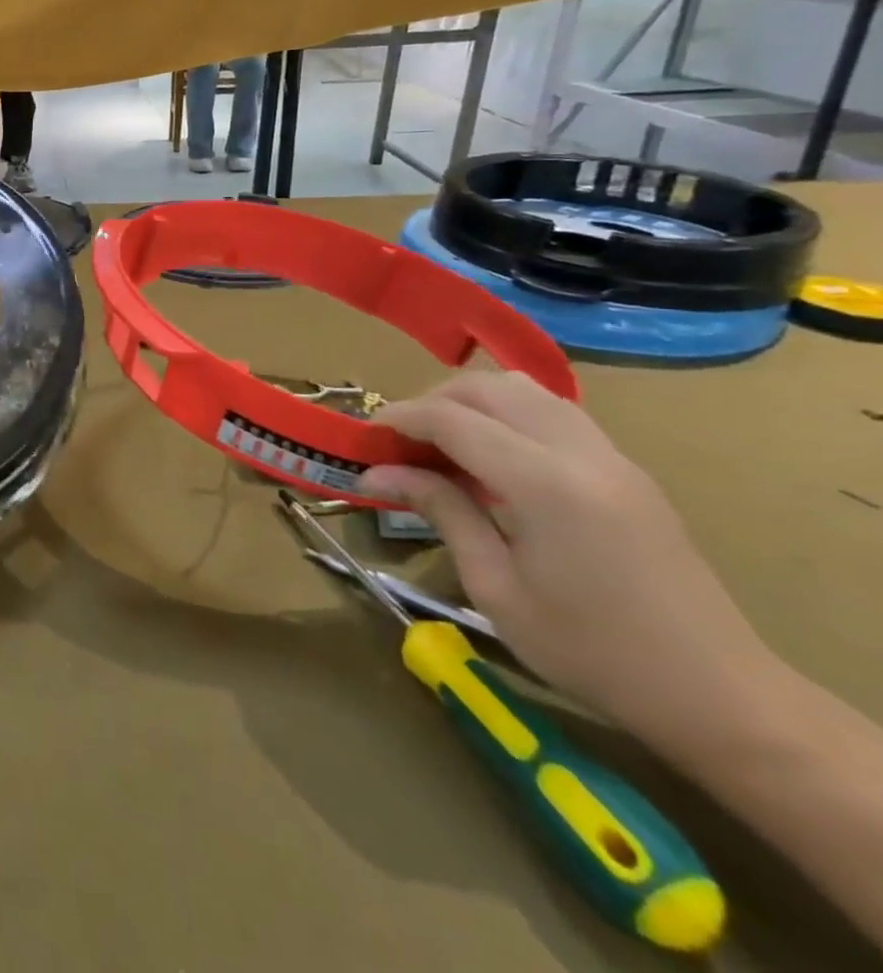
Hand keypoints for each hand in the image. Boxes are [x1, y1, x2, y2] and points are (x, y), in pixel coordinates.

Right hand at [360, 372, 775, 744]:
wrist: (718, 695)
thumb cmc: (590, 652)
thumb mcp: (495, 588)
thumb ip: (441, 511)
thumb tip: (377, 472)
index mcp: (545, 485)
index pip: (452, 419)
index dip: (399, 419)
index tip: (365, 439)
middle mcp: (580, 454)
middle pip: (488, 388)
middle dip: (432, 401)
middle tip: (401, 443)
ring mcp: (611, 457)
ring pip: (524, 390)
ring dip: (471, 402)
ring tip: (442, 444)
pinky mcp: (625, 469)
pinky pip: (553, 412)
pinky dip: (508, 414)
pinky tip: (491, 457)